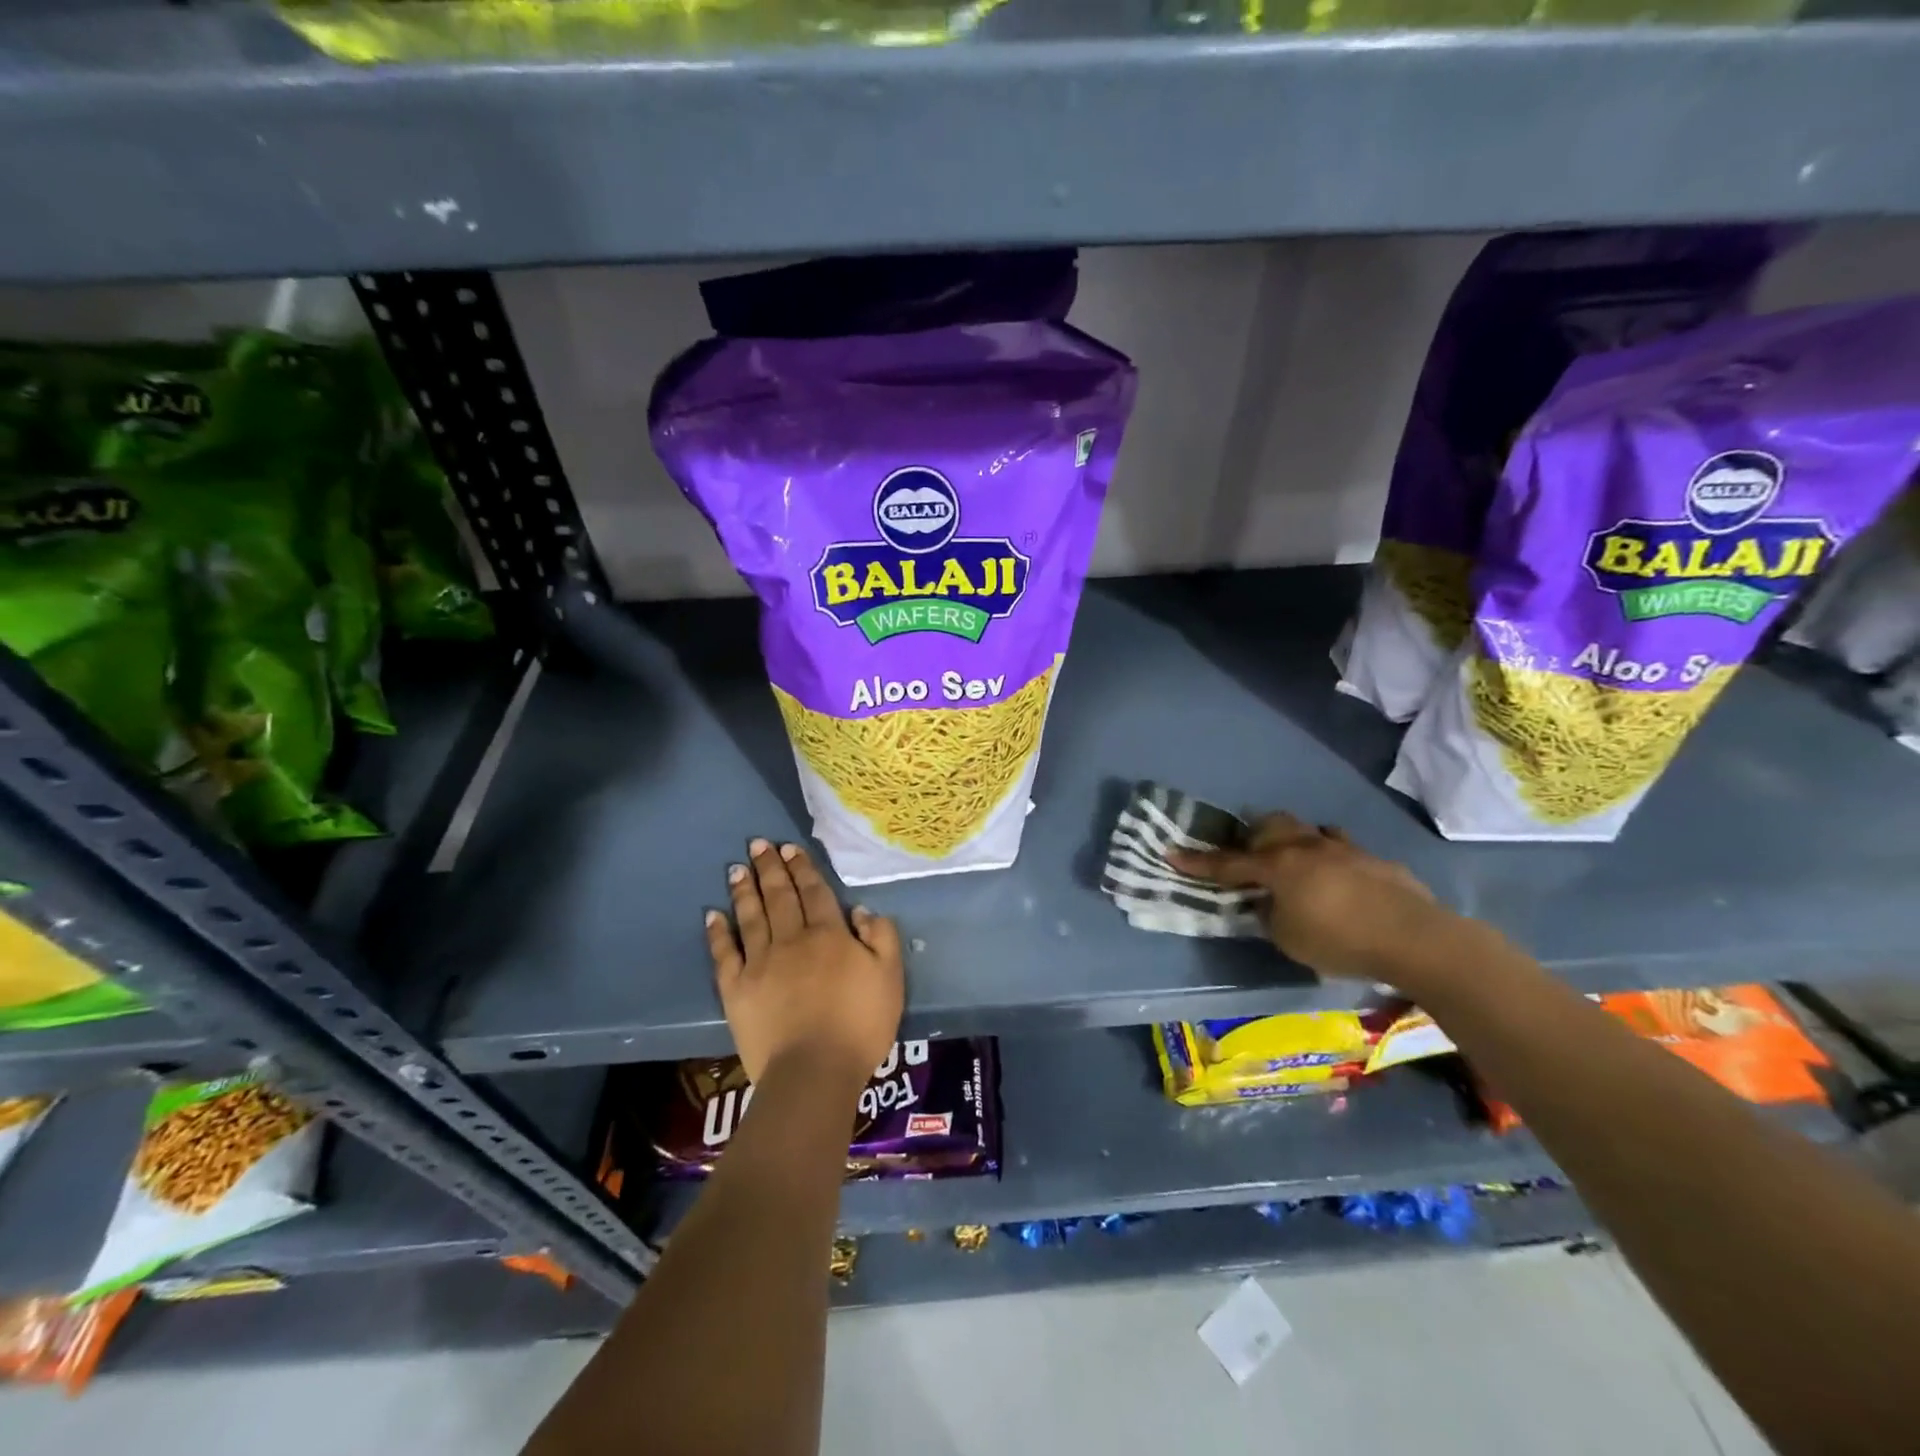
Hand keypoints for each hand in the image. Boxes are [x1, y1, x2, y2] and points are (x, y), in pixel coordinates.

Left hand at [705, 838, 903, 1087]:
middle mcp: (792, 939)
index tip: (790, 848)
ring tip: (736, 868)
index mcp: (829, 934)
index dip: (803, 869)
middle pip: (780, 896)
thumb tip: (860, 911)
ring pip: (751, 917)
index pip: (814, 892)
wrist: (814, 1071)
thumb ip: (881, 937)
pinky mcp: (737, 989)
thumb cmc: (859, 1025)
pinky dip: (718, 933)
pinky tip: (713, 915)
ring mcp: (760, 963)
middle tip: (758, 844)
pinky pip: (725, 954)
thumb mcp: (890, 977)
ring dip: (744, 890)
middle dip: (770, 868)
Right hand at [1170, 813, 1451, 982]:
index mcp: (1277, 866)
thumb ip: (1269, 915)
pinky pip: (1338, 847)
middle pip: (1268, 826)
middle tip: (1243, 856)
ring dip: (1289, 841)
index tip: (1171, 853)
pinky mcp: (1372, 859)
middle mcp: (1305, 847)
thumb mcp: (1289, 939)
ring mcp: (1342, 848)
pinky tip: (1333, 875)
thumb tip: (1267, 902)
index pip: (1227, 863)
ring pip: (1304, 830)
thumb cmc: (1341, 941)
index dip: (1197, 861)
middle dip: (1250, 837)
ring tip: (1288, 861)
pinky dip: (1326, 856)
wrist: (1416, 939)